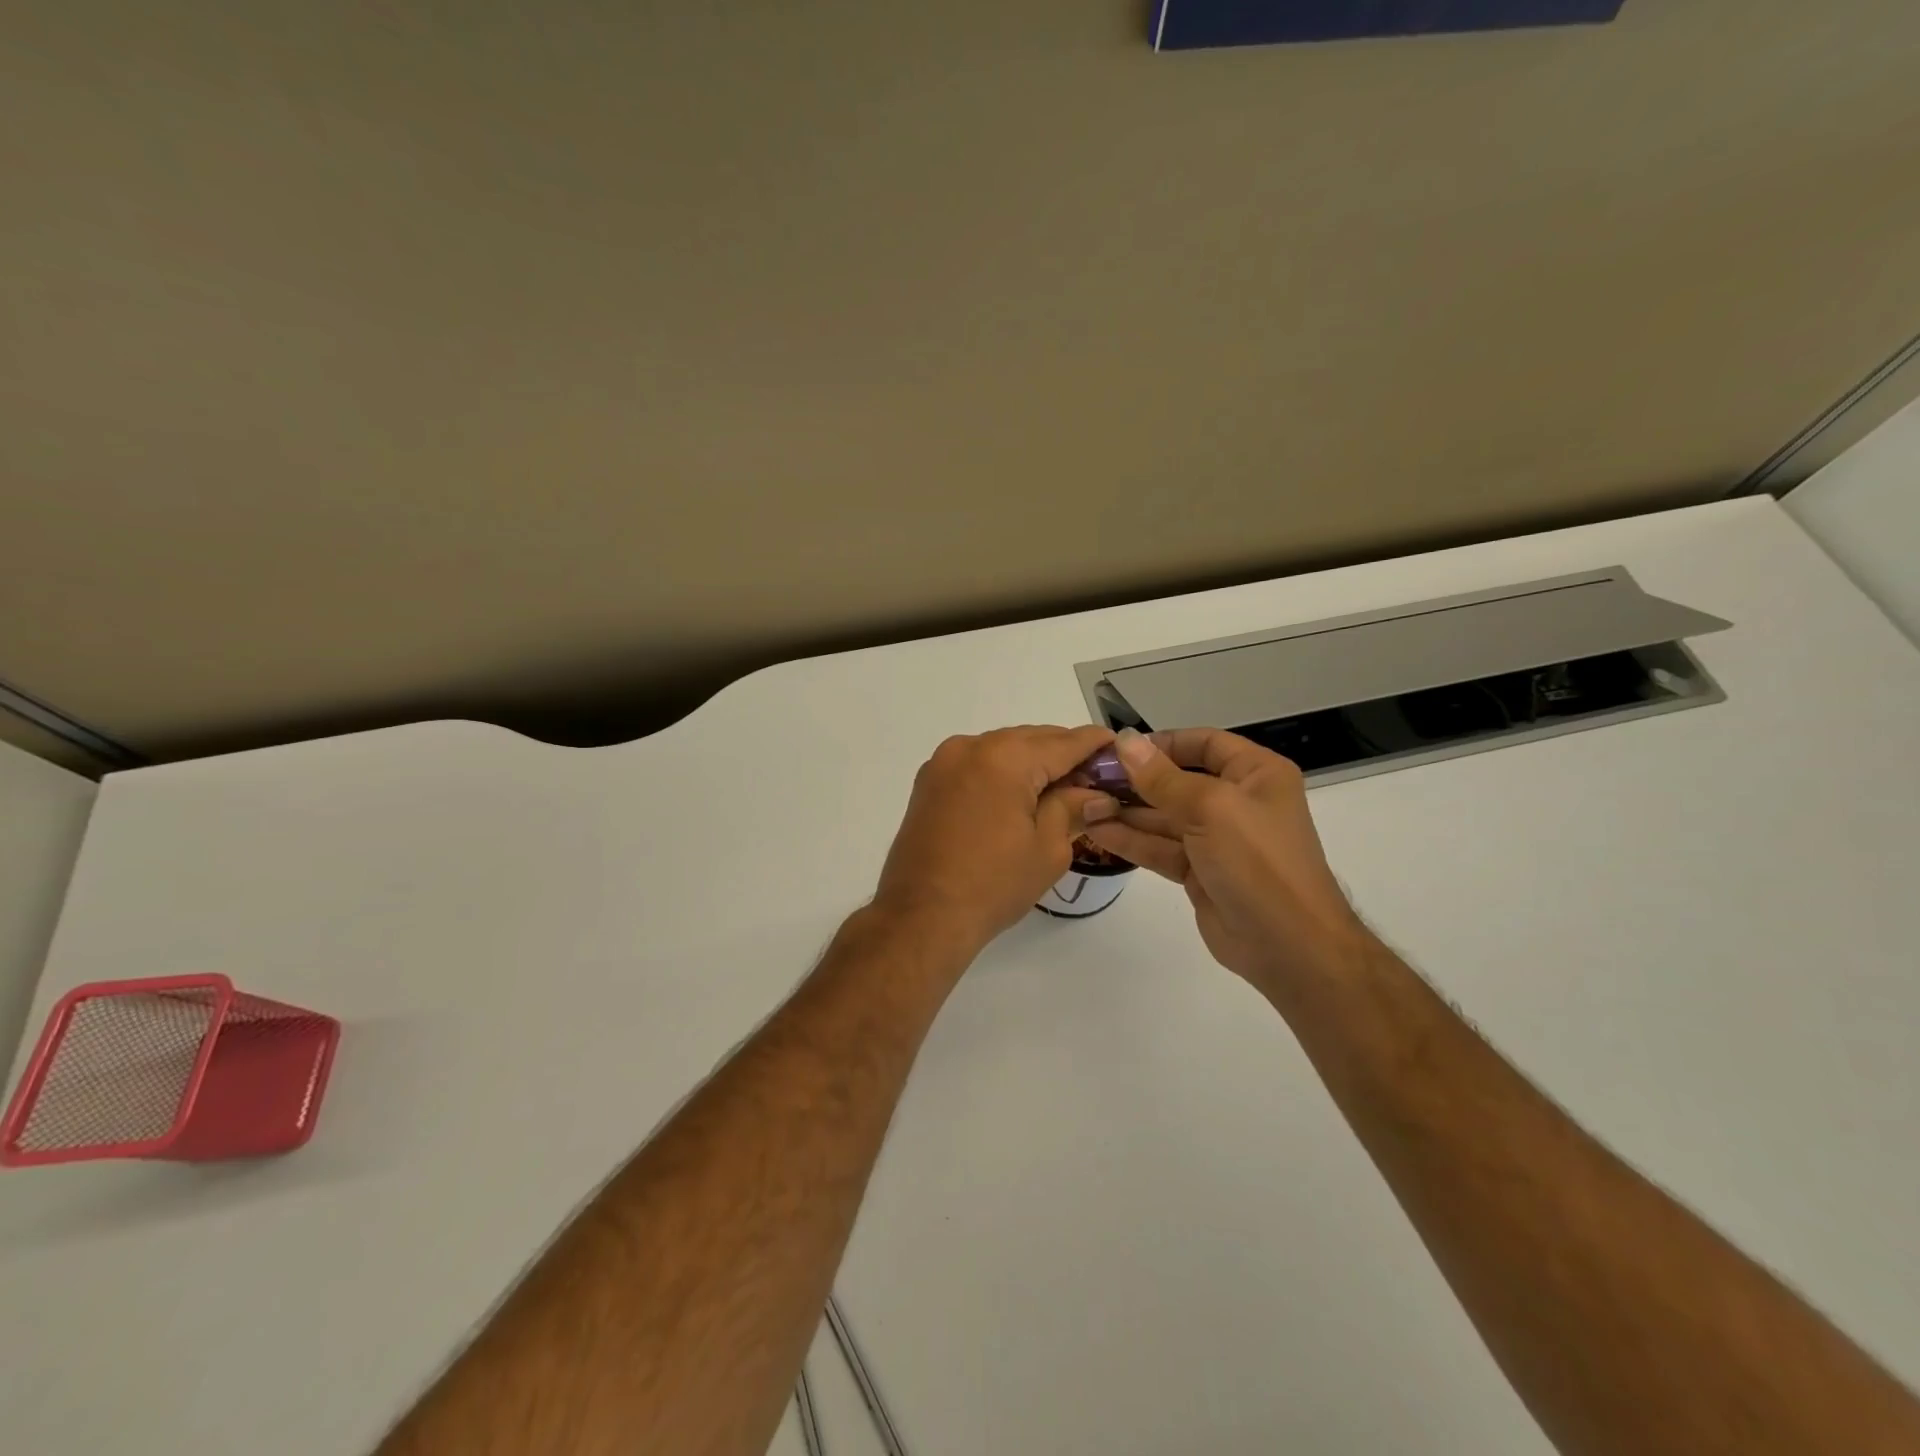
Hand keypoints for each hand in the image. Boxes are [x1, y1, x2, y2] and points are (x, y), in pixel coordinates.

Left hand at [874, 725, 1120, 954]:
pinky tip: (1021, 795)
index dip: (1095, 744)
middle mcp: (971, 747)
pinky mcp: (930, 781)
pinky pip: (978, 763)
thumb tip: (1098, 795)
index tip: (1119, 747)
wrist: (922, 916)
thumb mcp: (1048, 848)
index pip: (1063, 742)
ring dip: (1032, 762)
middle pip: (1031, 740)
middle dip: (1064, 754)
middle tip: (1095, 778)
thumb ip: (1073, 808)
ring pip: (1003, 748)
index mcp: (1004, 758)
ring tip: (1061, 789)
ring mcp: (944, 762)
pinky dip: (1003, 771)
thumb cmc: (993, 885)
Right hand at [1082, 728, 1365, 998]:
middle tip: (1090, 777)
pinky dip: (1130, 840)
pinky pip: (1159, 847)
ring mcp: (1217, 839)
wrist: (1288, 946)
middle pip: (1178, 780)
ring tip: (1084, 803)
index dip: (1163, 743)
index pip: (1204, 744)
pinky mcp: (1198, 871)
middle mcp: (1237, 801)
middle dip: (1135, 780)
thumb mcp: (1210, 808)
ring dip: (1125, 811)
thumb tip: (1125, 741)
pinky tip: (1096, 830)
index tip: (1120, 749)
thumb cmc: (1258, 861)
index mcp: (1255, 774)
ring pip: (1163, 817)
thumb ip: (1161, 778)